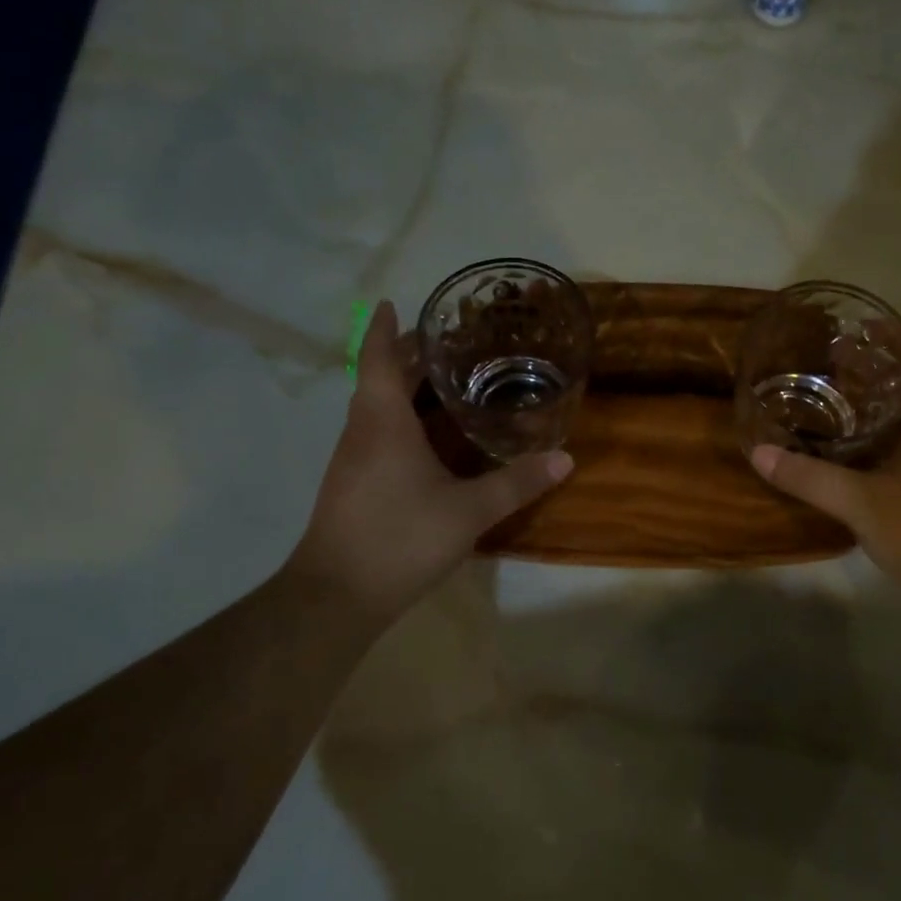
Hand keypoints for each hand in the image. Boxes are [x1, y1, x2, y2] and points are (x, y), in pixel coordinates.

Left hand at [286, 301, 572, 630]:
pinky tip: (429, 439)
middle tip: (447, 342)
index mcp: (382, 421)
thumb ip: (516, 483)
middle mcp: (361, 431)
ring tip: (445, 382)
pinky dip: (401, 419)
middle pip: (378, 378)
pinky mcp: (353, 485)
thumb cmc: (399, 538)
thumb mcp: (468, 512)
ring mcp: (352, 460)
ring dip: (403, 388)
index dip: (385, 328)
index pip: (377, 357)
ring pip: (376, 408)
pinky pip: (377, 433)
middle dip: (406, 356)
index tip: (393, 303)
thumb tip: (565, 459)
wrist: (336, 596)